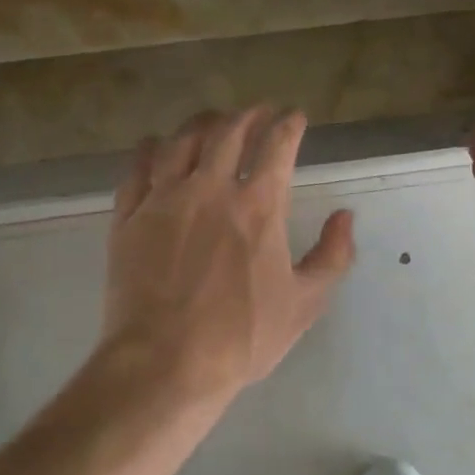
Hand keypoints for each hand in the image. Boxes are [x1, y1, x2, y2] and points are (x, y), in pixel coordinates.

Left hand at [100, 107, 356, 409]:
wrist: (164, 363)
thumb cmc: (241, 337)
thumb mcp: (304, 303)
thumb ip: (332, 255)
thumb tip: (345, 216)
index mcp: (257, 205)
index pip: (278, 145)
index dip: (289, 124)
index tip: (294, 116)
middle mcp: (211, 188)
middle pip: (228, 131)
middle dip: (248, 114)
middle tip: (257, 112)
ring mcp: (165, 198)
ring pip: (182, 140)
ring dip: (202, 123)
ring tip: (212, 121)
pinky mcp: (129, 215)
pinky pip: (138, 168)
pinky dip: (150, 149)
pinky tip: (156, 145)